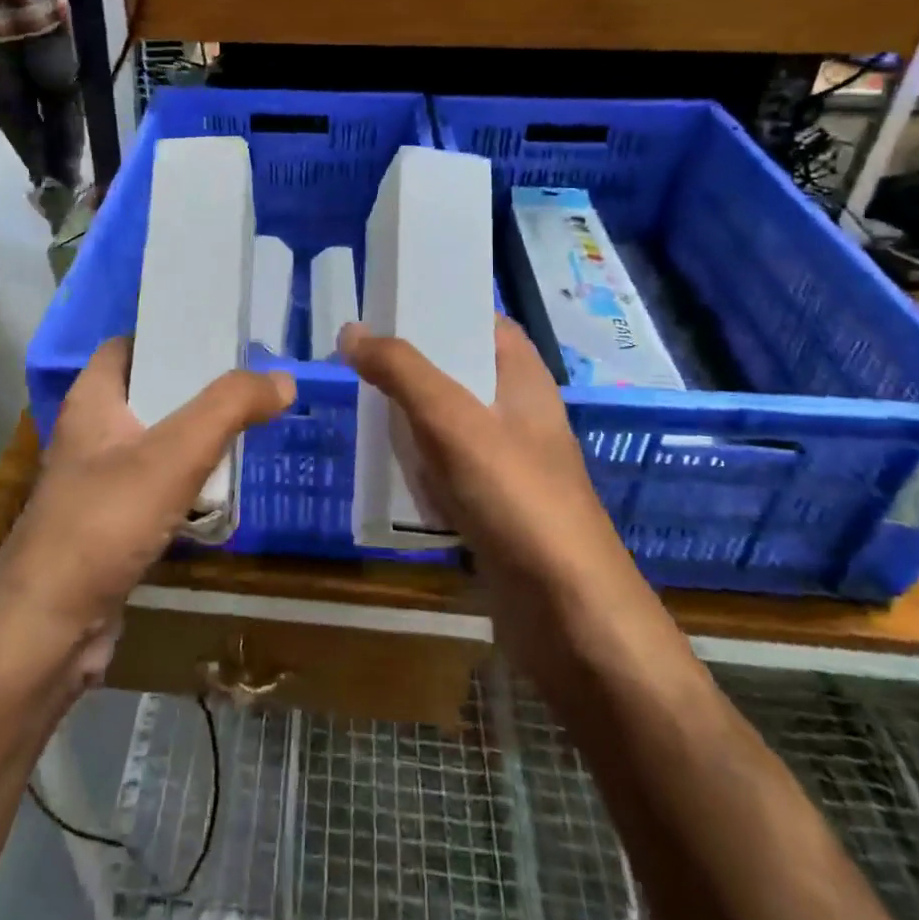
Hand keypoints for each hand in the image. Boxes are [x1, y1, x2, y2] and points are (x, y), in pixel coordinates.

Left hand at [0, 338, 293, 637]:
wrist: (49, 630)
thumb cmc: (105, 522)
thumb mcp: (174, 453)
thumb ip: (230, 407)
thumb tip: (283, 379)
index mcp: (92, 400)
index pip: (130, 345)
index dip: (170, 333)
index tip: (222, 335)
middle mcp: (91, 434)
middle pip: (151, 392)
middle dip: (198, 387)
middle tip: (253, 382)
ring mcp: (99, 482)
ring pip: (157, 442)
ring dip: (198, 436)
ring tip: (251, 425)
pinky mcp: (112, 524)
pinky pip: (158, 487)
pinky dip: (189, 482)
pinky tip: (224, 488)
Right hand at [340, 316, 618, 592]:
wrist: (566, 612)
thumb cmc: (515, 495)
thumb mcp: (452, 420)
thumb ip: (401, 370)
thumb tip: (352, 330)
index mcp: (523, 378)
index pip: (483, 322)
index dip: (440, 308)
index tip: (388, 307)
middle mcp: (517, 412)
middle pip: (459, 371)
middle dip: (411, 366)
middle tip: (357, 358)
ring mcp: (506, 461)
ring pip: (447, 421)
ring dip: (408, 416)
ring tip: (359, 404)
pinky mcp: (492, 503)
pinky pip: (446, 467)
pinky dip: (417, 463)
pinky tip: (384, 466)